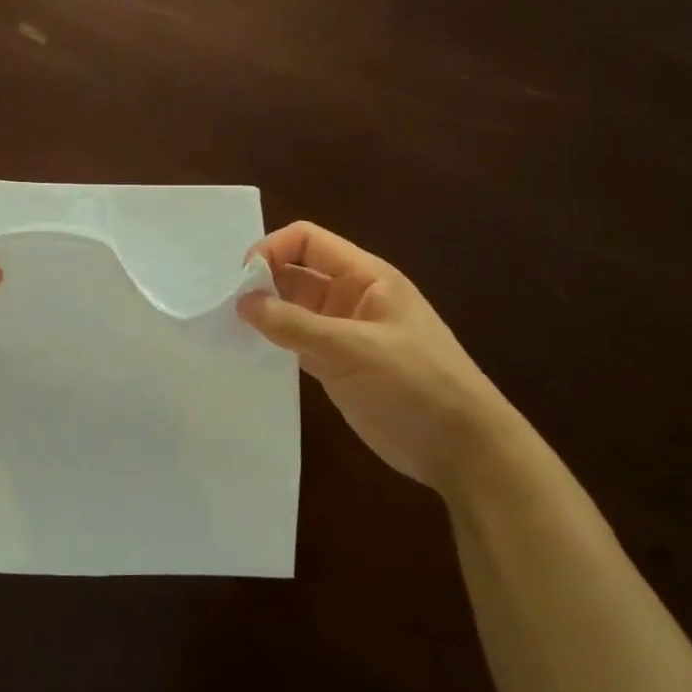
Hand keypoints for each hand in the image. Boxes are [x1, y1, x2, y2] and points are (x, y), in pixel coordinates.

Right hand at [239, 222, 523, 490]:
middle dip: (263, 282)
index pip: (307, 241)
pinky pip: (297, 340)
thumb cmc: (416, 385)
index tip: (243, 280)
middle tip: (228, 308)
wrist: (463, 449)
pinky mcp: (337, 364)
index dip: (272, 249)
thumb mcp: (353, 349)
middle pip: (296, 272)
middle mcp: (351, 297)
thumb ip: (295, 324)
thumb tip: (242, 301)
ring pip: (293, 307)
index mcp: (365, 277)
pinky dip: (274, 341)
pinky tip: (250, 352)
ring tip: (232, 329)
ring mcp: (344, 331)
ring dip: (265, 313)